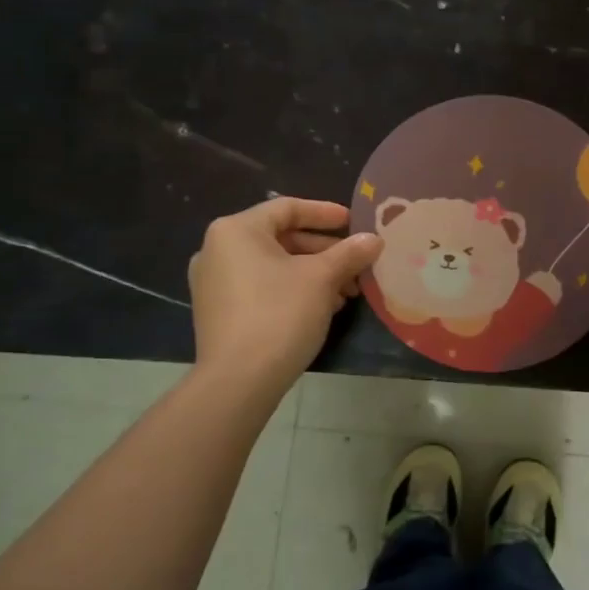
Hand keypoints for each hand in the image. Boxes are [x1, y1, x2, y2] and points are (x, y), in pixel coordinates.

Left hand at [190, 199, 381, 387]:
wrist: (239, 380)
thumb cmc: (280, 314)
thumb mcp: (322, 278)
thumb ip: (350, 253)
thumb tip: (374, 239)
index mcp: (236, 230)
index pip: (287, 208)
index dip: (325, 213)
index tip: (354, 222)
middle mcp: (217, 250)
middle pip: (281, 238)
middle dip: (324, 251)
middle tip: (357, 262)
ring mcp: (213, 283)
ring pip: (274, 265)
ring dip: (313, 273)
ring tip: (346, 290)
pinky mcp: (218, 311)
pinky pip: (261, 286)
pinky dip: (292, 289)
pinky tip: (322, 307)